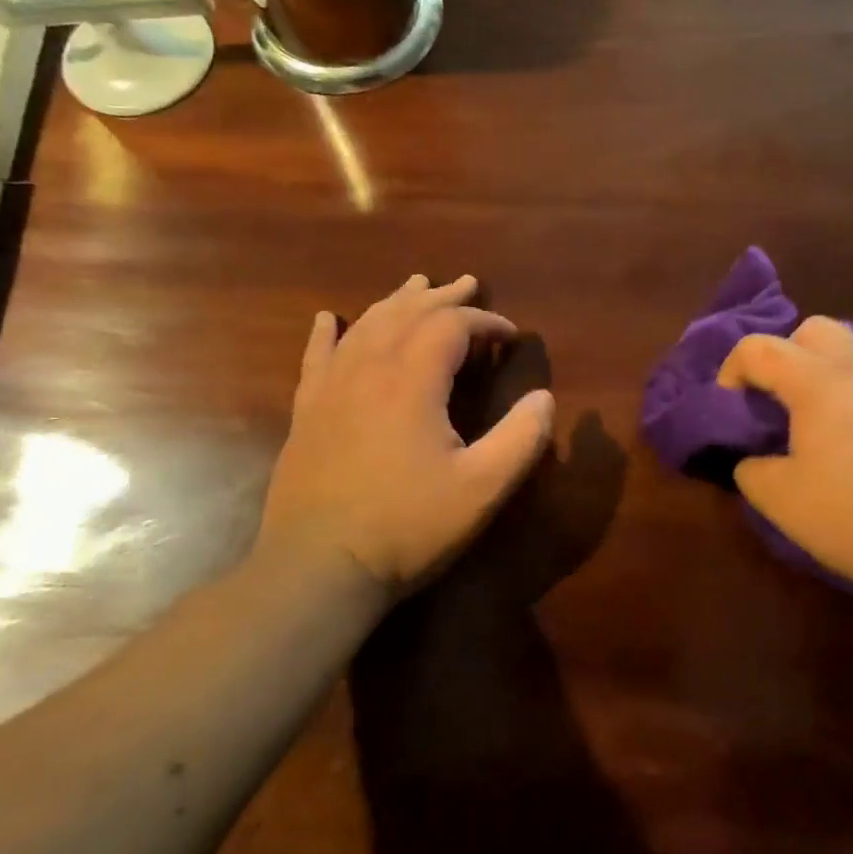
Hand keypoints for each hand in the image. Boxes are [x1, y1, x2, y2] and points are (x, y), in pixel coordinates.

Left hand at [259, 275, 554, 598]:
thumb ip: (521, 438)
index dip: (486, 322)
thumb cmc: (407, 527)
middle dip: (443, 297)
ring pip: (366, 326)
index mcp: (412, 380)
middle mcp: (369, 369)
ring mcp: (331, 389)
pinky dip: (326, 334)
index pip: (452, 326)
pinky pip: (316, 358)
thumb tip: (545, 398)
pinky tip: (327, 318)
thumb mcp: (482, 488)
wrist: (318, 570)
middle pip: (408, 313)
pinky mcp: (307, 413)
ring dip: (396, 302)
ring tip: (416, 284)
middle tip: (468, 283)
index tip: (511, 336)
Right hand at [717, 317, 852, 602]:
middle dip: (785, 355)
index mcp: (819, 380)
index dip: (731, 371)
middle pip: (814, 330)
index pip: (759, 348)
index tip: (729, 408)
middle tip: (777, 402)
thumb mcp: (783, 502)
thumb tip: (755, 460)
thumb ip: (752, 471)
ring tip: (818, 429)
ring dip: (824, 377)